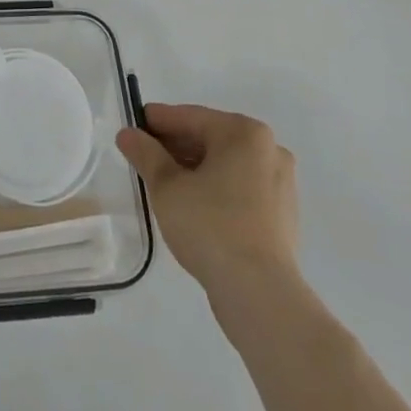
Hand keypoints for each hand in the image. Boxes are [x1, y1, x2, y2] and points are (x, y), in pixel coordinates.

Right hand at [116, 104, 300, 300]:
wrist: (258, 293)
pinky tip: (194, 206)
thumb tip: (128, 134)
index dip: (158, 121)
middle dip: (176, 146)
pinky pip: (241, 188)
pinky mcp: (282, 215)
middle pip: (211, 139)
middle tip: (145, 156)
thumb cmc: (210, 226)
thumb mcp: (167, 187)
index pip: (191, 117)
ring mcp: (281, 183)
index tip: (134, 125)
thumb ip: (145, 154)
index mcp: (244, 133)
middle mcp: (269, 150)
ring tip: (164, 183)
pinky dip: (217, 189)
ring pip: (227, 165)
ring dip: (195, 168)